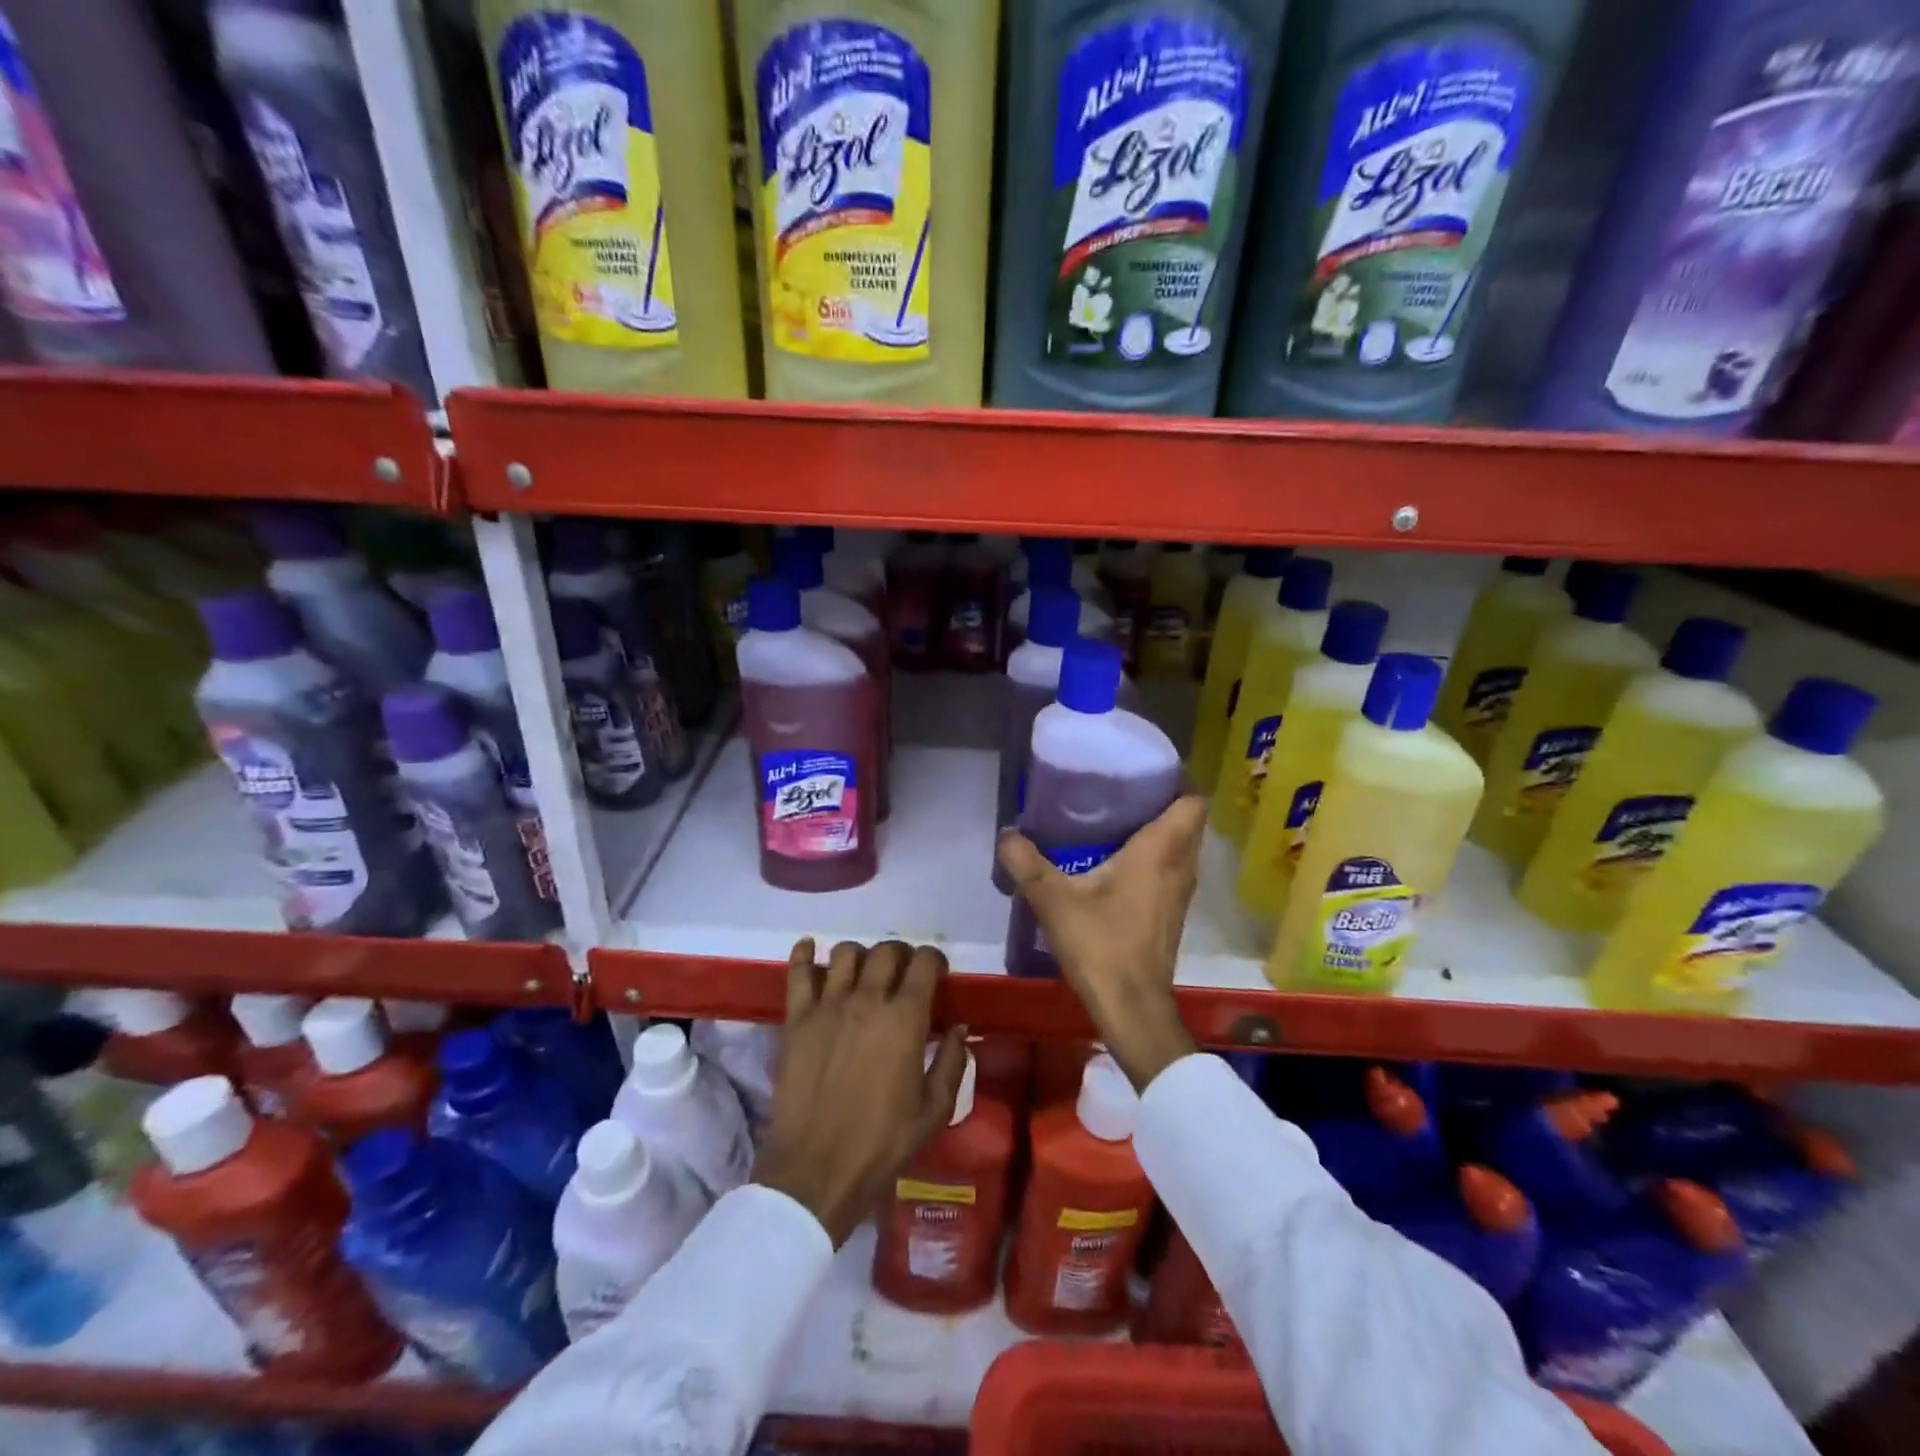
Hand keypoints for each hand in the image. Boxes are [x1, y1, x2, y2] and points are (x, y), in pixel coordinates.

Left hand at [752, 938, 968, 1247]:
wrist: (815, 1171)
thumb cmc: (882, 1144)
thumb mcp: (934, 1110)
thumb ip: (952, 1062)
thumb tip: (959, 1027)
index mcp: (905, 1018)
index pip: (924, 962)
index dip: (934, 960)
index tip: (936, 973)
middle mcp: (868, 1000)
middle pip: (886, 950)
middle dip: (900, 955)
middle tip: (902, 974)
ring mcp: (827, 1005)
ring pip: (845, 953)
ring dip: (861, 956)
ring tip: (863, 973)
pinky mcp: (796, 1019)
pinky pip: (798, 972)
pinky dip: (804, 954)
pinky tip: (810, 948)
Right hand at [997, 795, 1204, 1091]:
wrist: (1132, 1008)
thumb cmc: (1101, 946)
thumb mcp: (1053, 900)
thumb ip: (1026, 863)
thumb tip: (1007, 833)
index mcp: (1161, 851)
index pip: (1192, 801)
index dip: (1175, 780)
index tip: (1142, 769)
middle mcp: (1180, 866)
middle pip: (1187, 820)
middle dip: (1160, 800)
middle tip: (1119, 790)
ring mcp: (1180, 892)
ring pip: (1181, 846)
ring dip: (1159, 830)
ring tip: (1115, 819)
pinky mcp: (1172, 913)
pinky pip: (1171, 868)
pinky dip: (1154, 856)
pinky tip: (1115, 861)